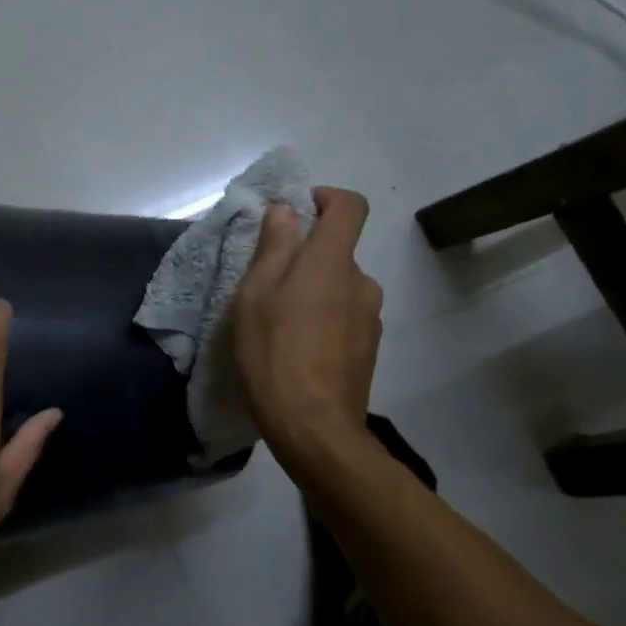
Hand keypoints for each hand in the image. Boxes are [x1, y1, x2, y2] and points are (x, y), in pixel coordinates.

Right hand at [231, 187, 381, 473]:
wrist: (314, 427)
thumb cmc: (274, 354)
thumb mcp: (255, 295)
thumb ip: (273, 247)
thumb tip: (286, 210)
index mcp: (332, 262)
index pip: (349, 206)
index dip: (325, 198)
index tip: (296, 213)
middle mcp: (361, 282)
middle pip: (337, 252)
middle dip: (305, 258)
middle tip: (266, 286)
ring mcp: (370, 317)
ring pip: (339, 288)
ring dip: (313, 293)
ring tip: (278, 325)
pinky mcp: (368, 348)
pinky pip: (344, 318)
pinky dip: (323, 321)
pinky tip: (297, 351)